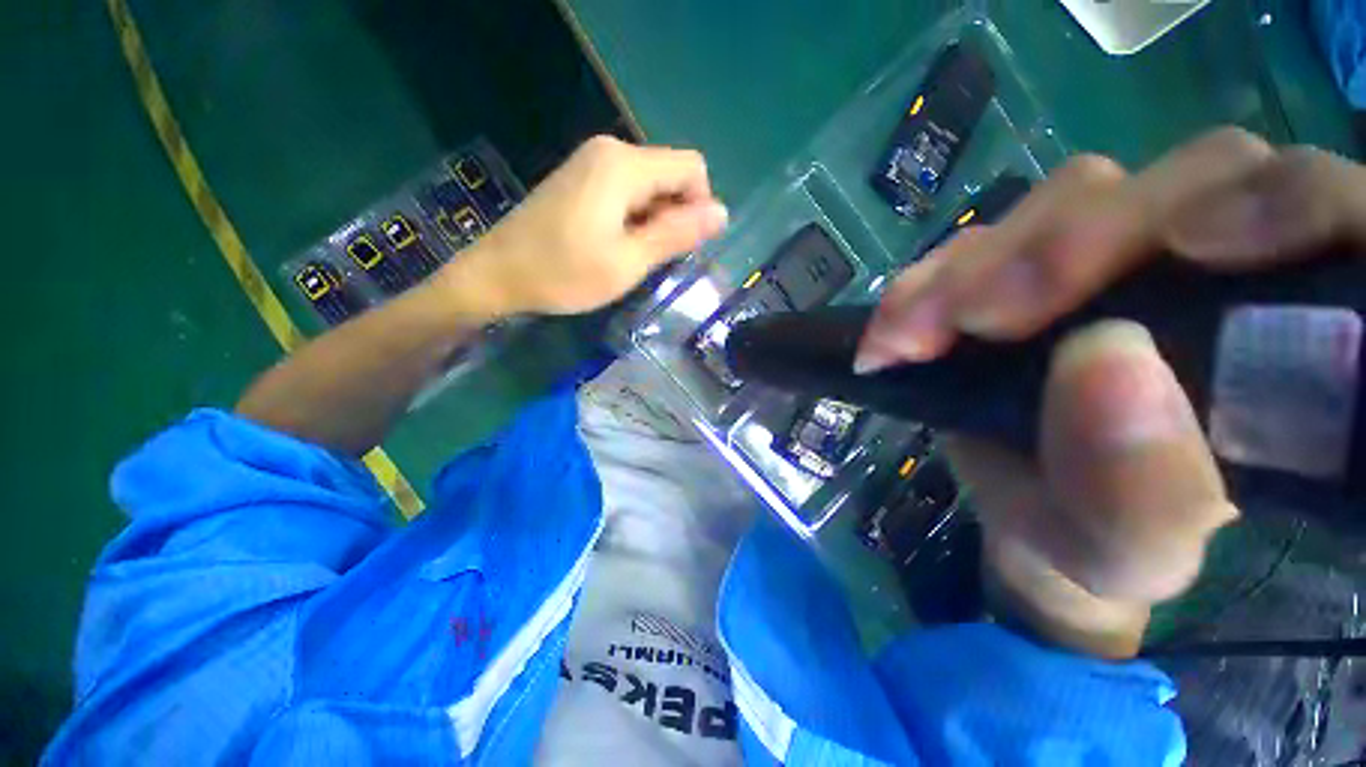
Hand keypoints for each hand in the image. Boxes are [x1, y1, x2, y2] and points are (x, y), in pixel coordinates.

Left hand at [444, 136, 727, 317]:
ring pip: (651, 186)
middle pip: (670, 175)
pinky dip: (634, 218)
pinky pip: (628, 191)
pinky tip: (615, 246)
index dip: (699, 207)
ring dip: (654, 221)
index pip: (692, 168)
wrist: (496, 274)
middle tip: (649, 258)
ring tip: (631, 256)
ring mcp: (592, 162)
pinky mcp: (582, 178)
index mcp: (624, 165)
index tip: (680, 246)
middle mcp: (610, 150)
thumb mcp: (628, 262)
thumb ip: (676, 234)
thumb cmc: (563, 273)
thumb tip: (722, 213)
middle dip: (674, 216)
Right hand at [855, 129, 1365, 657]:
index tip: (1144, 272)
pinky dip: (938, 274)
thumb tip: (1106, 367)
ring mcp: (1103, 260)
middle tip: (968, 318)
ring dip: (977, 260)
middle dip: (1057, 243)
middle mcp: (1203, 264)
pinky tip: (909, 319)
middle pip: (1159, 184)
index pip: (1303, 207)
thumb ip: (1149, 487)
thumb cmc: (1093, 542)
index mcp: (1278, 329)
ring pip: (1061, 200)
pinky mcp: (1015, 279)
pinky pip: (980, 242)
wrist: (1031, 521)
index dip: (1242, 210)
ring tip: (918, 326)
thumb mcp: (1127, 545)